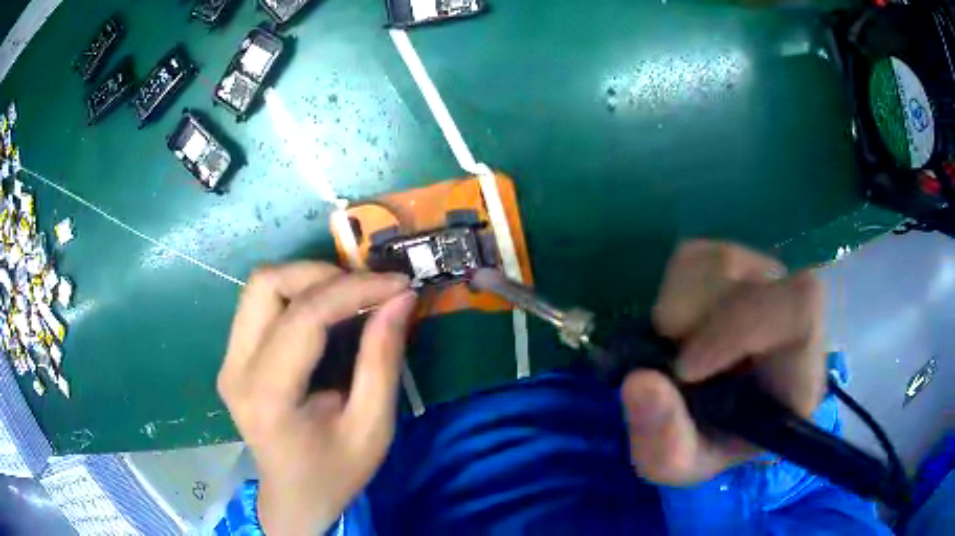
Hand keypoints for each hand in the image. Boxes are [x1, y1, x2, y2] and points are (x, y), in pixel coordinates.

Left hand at [217, 262, 416, 534]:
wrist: (294, 496)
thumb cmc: (336, 472)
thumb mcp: (372, 427)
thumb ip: (383, 360)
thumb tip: (400, 298)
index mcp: (268, 396)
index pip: (304, 317)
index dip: (354, 290)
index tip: (397, 285)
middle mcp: (236, 369)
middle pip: (267, 284)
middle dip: (322, 274)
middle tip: (368, 290)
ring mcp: (228, 360)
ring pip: (260, 286)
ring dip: (307, 279)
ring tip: (349, 296)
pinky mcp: (232, 357)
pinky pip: (259, 304)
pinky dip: (296, 294)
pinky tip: (326, 311)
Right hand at [621, 240, 823, 483]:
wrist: (714, 421)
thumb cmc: (707, 445)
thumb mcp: (678, 464)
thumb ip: (663, 439)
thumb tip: (637, 381)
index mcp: (799, 371)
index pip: (801, 308)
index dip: (741, 324)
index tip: (686, 368)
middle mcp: (792, 316)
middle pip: (760, 276)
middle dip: (700, 314)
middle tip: (671, 356)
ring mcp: (766, 283)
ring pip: (724, 260)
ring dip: (680, 304)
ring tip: (672, 346)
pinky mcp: (735, 267)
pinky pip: (697, 255)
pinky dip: (671, 288)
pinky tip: (675, 325)